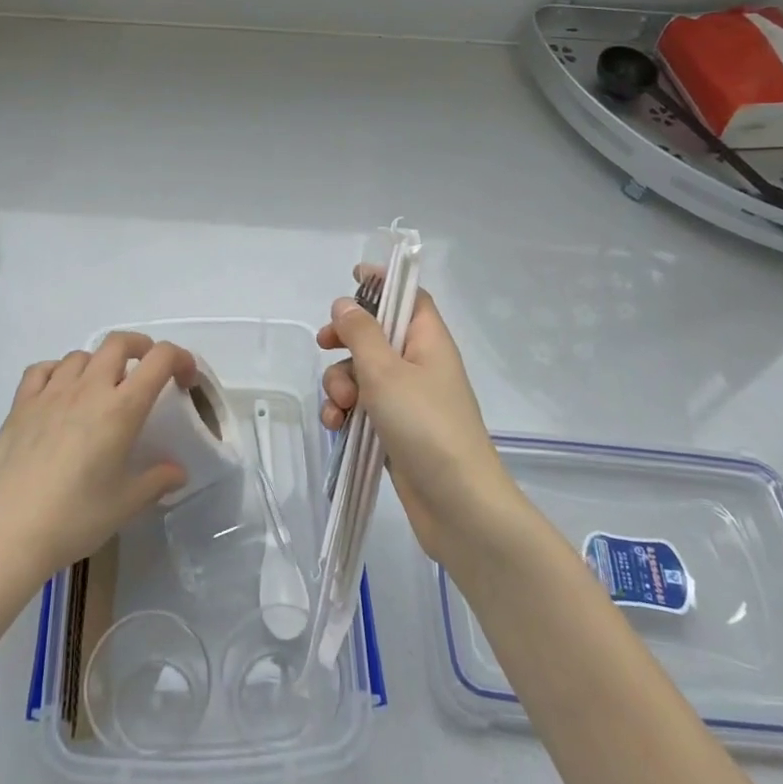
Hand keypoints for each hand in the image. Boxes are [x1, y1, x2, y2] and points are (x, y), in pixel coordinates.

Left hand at [0, 334, 193, 593]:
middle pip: (120, 342)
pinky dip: (59, 371)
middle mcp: (88, 388)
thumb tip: (178, 472)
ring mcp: (50, 393)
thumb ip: (156, 481)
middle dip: (141, 348)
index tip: (185, 380)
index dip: (181, 359)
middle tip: (148, 372)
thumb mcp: (125, 505)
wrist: (4, 533)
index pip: (160, 359)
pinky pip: (43, 369)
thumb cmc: (73, 519)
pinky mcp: (20, 404)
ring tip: (102, 389)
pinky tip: (60, 393)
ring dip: (100, 363)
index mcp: (121, 408)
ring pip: (82, 354)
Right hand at [319, 272, 523, 564]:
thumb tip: (345, 303)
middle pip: (376, 334)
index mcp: (428, 340)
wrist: (458, 505)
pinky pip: (363, 407)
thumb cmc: (425, 425)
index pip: (408, 296)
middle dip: (345, 340)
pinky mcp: (395, 430)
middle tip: (324, 344)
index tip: (350, 278)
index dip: (382, 283)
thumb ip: (361, 333)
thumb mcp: (385, 372)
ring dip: (340, 383)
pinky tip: (336, 426)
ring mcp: (408, 399)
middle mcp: (420, 364)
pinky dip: (346, 412)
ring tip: (340, 407)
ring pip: (362, 373)